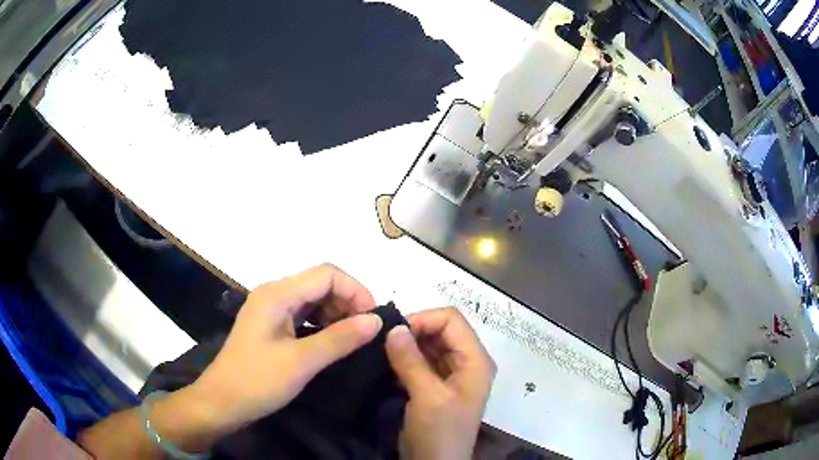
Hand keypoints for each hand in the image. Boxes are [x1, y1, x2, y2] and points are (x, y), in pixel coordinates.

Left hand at [191, 263, 381, 432]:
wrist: (222, 402)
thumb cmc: (258, 381)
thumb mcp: (302, 362)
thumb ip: (340, 338)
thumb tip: (376, 320)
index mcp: (278, 294)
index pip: (327, 274)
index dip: (356, 291)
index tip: (373, 320)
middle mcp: (274, 293)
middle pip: (320, 283)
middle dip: (348, 301)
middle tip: (365, 332)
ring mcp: (271, 309)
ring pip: (313, 298)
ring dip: (337, 313)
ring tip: (352, 339)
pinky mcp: (271, 325)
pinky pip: (304, 314)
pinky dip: (323, 323)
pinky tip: (332, 342)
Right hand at [385, 308, 495, 459]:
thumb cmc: (439, 432)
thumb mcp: (427, 396)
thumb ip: (411, 360)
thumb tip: (393, 327)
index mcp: (475, 360)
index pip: (451, 320)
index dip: (423, 320)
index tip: (394, 333)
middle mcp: (468, 361)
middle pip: (442, 329)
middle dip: (413, 331)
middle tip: (384, 343)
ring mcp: (453, 374)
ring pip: (430, 345)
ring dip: (408, 345)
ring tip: (383, 352)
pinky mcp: (438, 385)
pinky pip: (422, 361)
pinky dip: (406, 359)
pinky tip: (389, 365)